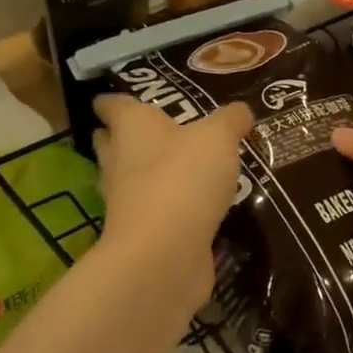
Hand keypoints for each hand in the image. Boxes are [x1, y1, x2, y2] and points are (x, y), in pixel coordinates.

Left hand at [92, 95, 252, 306]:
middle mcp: (121, 162)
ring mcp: (128, 202)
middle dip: (125, 136)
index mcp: (133, 129)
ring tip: (180, 164)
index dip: (112, 100)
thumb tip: (240, 111)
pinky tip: (192, 204)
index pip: (113, 106)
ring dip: (148, 172)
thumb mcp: (219, 138)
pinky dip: (168, 205)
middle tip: (154, 127)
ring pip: (132, 178)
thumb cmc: (183, 179)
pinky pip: (154, 211)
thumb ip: (230, 120)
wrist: (163, 255)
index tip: (111, 96)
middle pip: (114, 143)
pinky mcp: (143, 234)